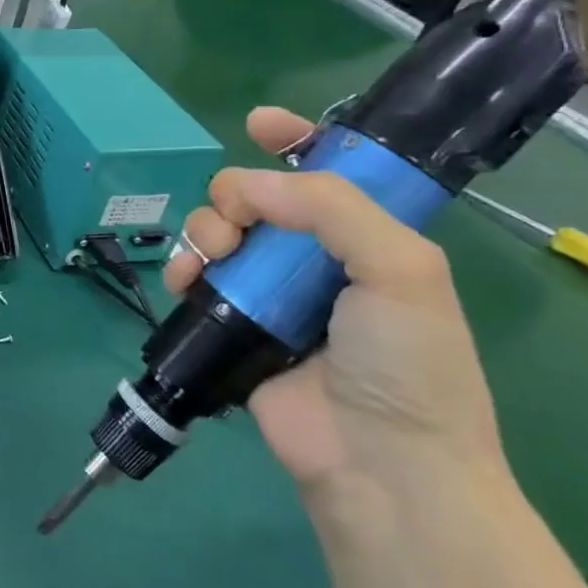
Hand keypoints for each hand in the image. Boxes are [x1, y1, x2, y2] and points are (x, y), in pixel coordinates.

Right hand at [165, 108, 508, 497]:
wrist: (378, 464)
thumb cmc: (406, 364)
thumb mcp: (400, 269)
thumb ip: (331, 208)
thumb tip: (248, 186)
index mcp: (368, 240)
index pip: (330, 172)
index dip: (296, 139)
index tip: (257, 123)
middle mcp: (316, 260)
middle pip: (258, 197)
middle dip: (235, 194)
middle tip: (237, 220)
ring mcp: (270, 293)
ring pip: (218, 231)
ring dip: (204, 230)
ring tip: (211, 257)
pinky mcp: (231, 323)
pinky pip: (195, 276)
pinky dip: (181, 268)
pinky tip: (184, 280)